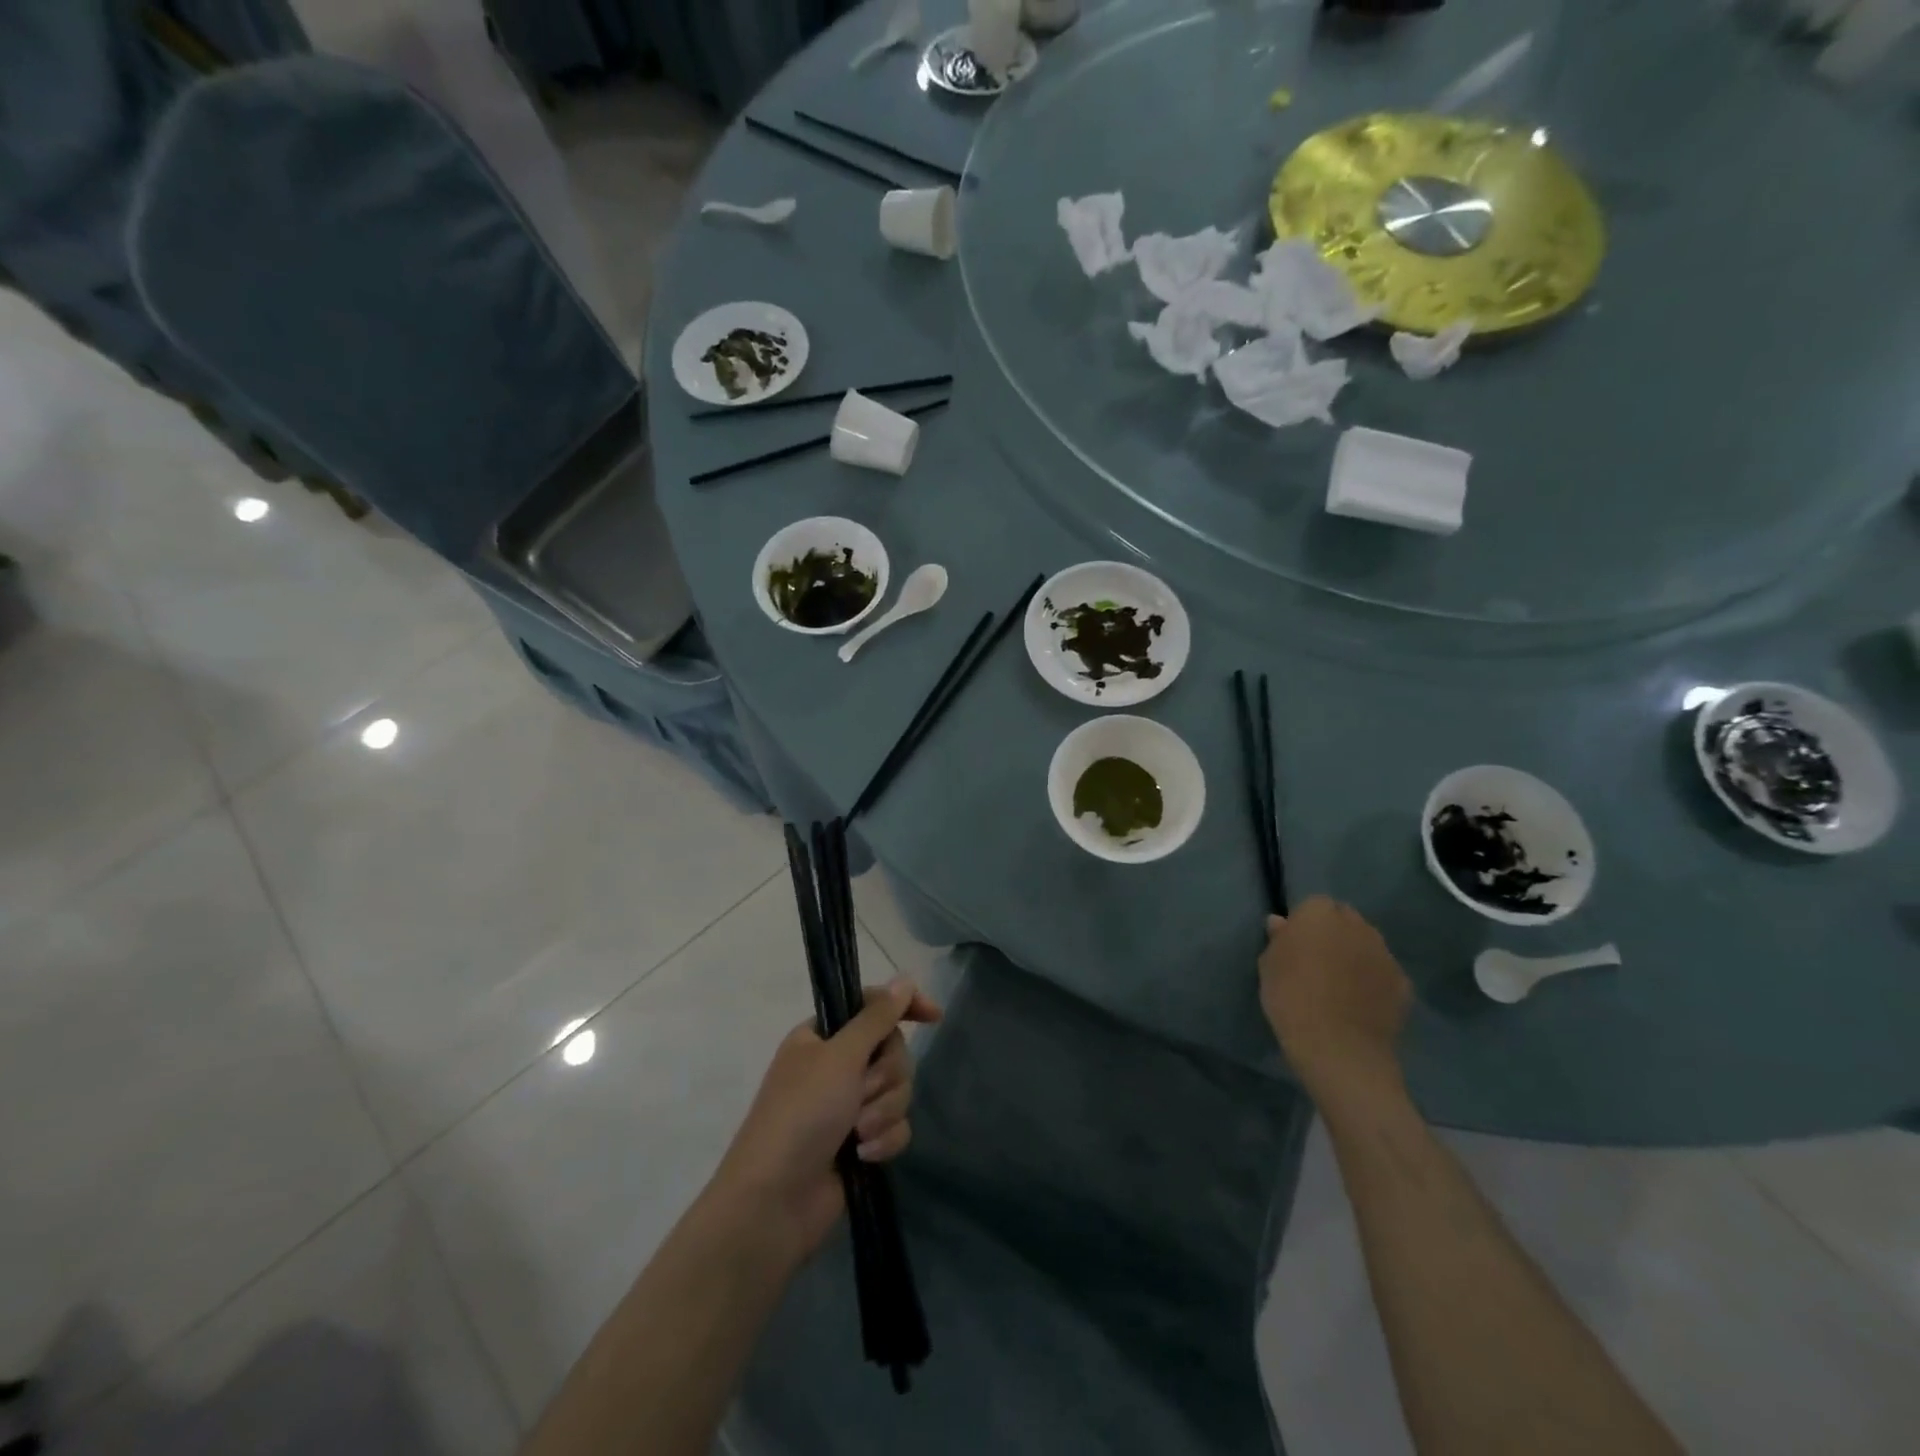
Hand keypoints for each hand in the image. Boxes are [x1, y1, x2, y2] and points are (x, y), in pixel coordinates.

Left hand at [710, 979, 942, 1263]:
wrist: (774, 1203)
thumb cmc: (801, 1115)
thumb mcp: (840, 1057)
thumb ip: (876, 1017)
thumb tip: (905, 980)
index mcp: (822, 1036)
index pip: (872, 1006)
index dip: (904, 1007)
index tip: (934, 1016)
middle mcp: (836, 1066)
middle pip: (891, 1050)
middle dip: (886, 1075)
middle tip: (864, 1092)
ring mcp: (848, 1105)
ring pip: (897, 1089)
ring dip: (884, 1110)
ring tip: (859, 1133)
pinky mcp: (861, 1142)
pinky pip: (895, 1126)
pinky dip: (884, 1139)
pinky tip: (864, 1155)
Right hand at [1259, 896, 1410, 1103]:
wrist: (1338, 1047)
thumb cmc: (1291, 997)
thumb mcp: (1268, 965)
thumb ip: (1278, 939)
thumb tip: (1281, 923)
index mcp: (1320, 913)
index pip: (1313, 905)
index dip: (1304, 924)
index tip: (1295, 945)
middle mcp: (1358, 924)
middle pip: (1345, 920)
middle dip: (1334, 934)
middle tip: (1317, 962)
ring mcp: (1385, 953)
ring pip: (1367, 945)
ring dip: (1355, 956)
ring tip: (1340, 985)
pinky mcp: (1404, 983)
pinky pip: (1383, 974)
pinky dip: (1374, 982)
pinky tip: (1360, 1004)